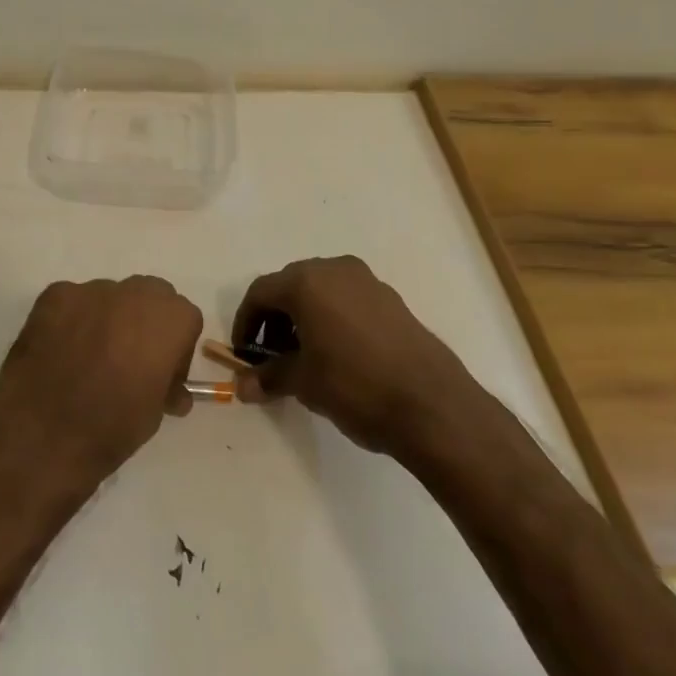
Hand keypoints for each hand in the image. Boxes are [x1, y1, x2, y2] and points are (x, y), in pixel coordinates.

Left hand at [0, 277, 202, 483]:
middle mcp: (134, 293)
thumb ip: (166, 387)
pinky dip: (72, 321)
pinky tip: (60, 352)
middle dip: (145, 322)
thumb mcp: (155, 414)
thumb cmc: (110, 427)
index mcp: (169, 319)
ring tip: (88, 357)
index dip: (176, 348)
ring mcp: (90, 290)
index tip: (161, 375)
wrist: (43, 432)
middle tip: (130, 359)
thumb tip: (170, 391)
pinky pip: (73, 303)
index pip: (184, 320)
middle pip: (150, 296)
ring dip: (108, 319)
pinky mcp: (54, 295)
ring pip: (110, 297)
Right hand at [232, 255, 472, 455]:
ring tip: (304, 357)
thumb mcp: (304, 383)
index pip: (260, 293)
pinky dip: (331, 318)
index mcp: (306, 282)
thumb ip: (269, 377)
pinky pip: (347, 300)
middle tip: (271, 356)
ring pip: (321, 291)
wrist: (433, 406)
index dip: (245, 323)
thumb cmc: (355, 386)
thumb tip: (243, 386)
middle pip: (290, 286)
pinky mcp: (391, 299)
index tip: (242, 354)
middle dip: (274, 319)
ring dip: (303, 318)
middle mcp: (335, 269)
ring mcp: (367, 281)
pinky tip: (338, 354)